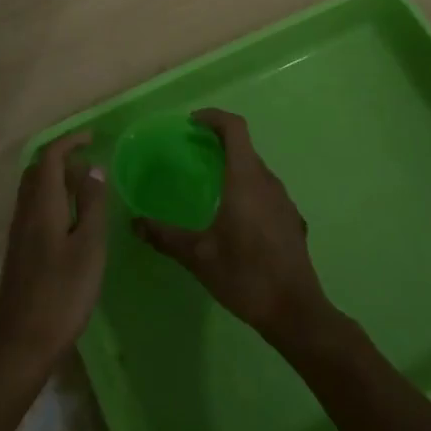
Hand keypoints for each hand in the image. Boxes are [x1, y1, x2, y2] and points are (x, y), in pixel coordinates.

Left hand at [0, 130, 108, 385]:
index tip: (93, 138)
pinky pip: (34, 209)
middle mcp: (25, 213)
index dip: (70, 142)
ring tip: (86, 188)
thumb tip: (93, 168)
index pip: (50, 158)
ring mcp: (18, 234)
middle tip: (90, 162)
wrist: (20, 346)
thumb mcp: (88, 248)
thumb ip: (91, 205)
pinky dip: (53, 199)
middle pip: (37, 171)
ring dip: (57, 179)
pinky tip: (72, 221)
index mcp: (41, 206)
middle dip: (62, 157)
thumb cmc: (61, 295)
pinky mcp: (19, 253)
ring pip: (34, 191)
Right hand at [133, 109, 336, 350]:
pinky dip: (248, 189)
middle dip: (219, 142)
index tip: (192, 122)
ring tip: (210, 184)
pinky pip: (266, 192)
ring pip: (257, 170)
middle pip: (245, 147)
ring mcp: (284, 201)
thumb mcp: (198, 256)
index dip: (214, 117)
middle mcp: (268, 182)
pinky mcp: (292, 220)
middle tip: (192, 153)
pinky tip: (235, 218)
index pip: (235, 128)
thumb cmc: (245, 275)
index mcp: (245, 179)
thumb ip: (165, 236)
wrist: (296, 313)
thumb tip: (134, 222)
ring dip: (234, 166)